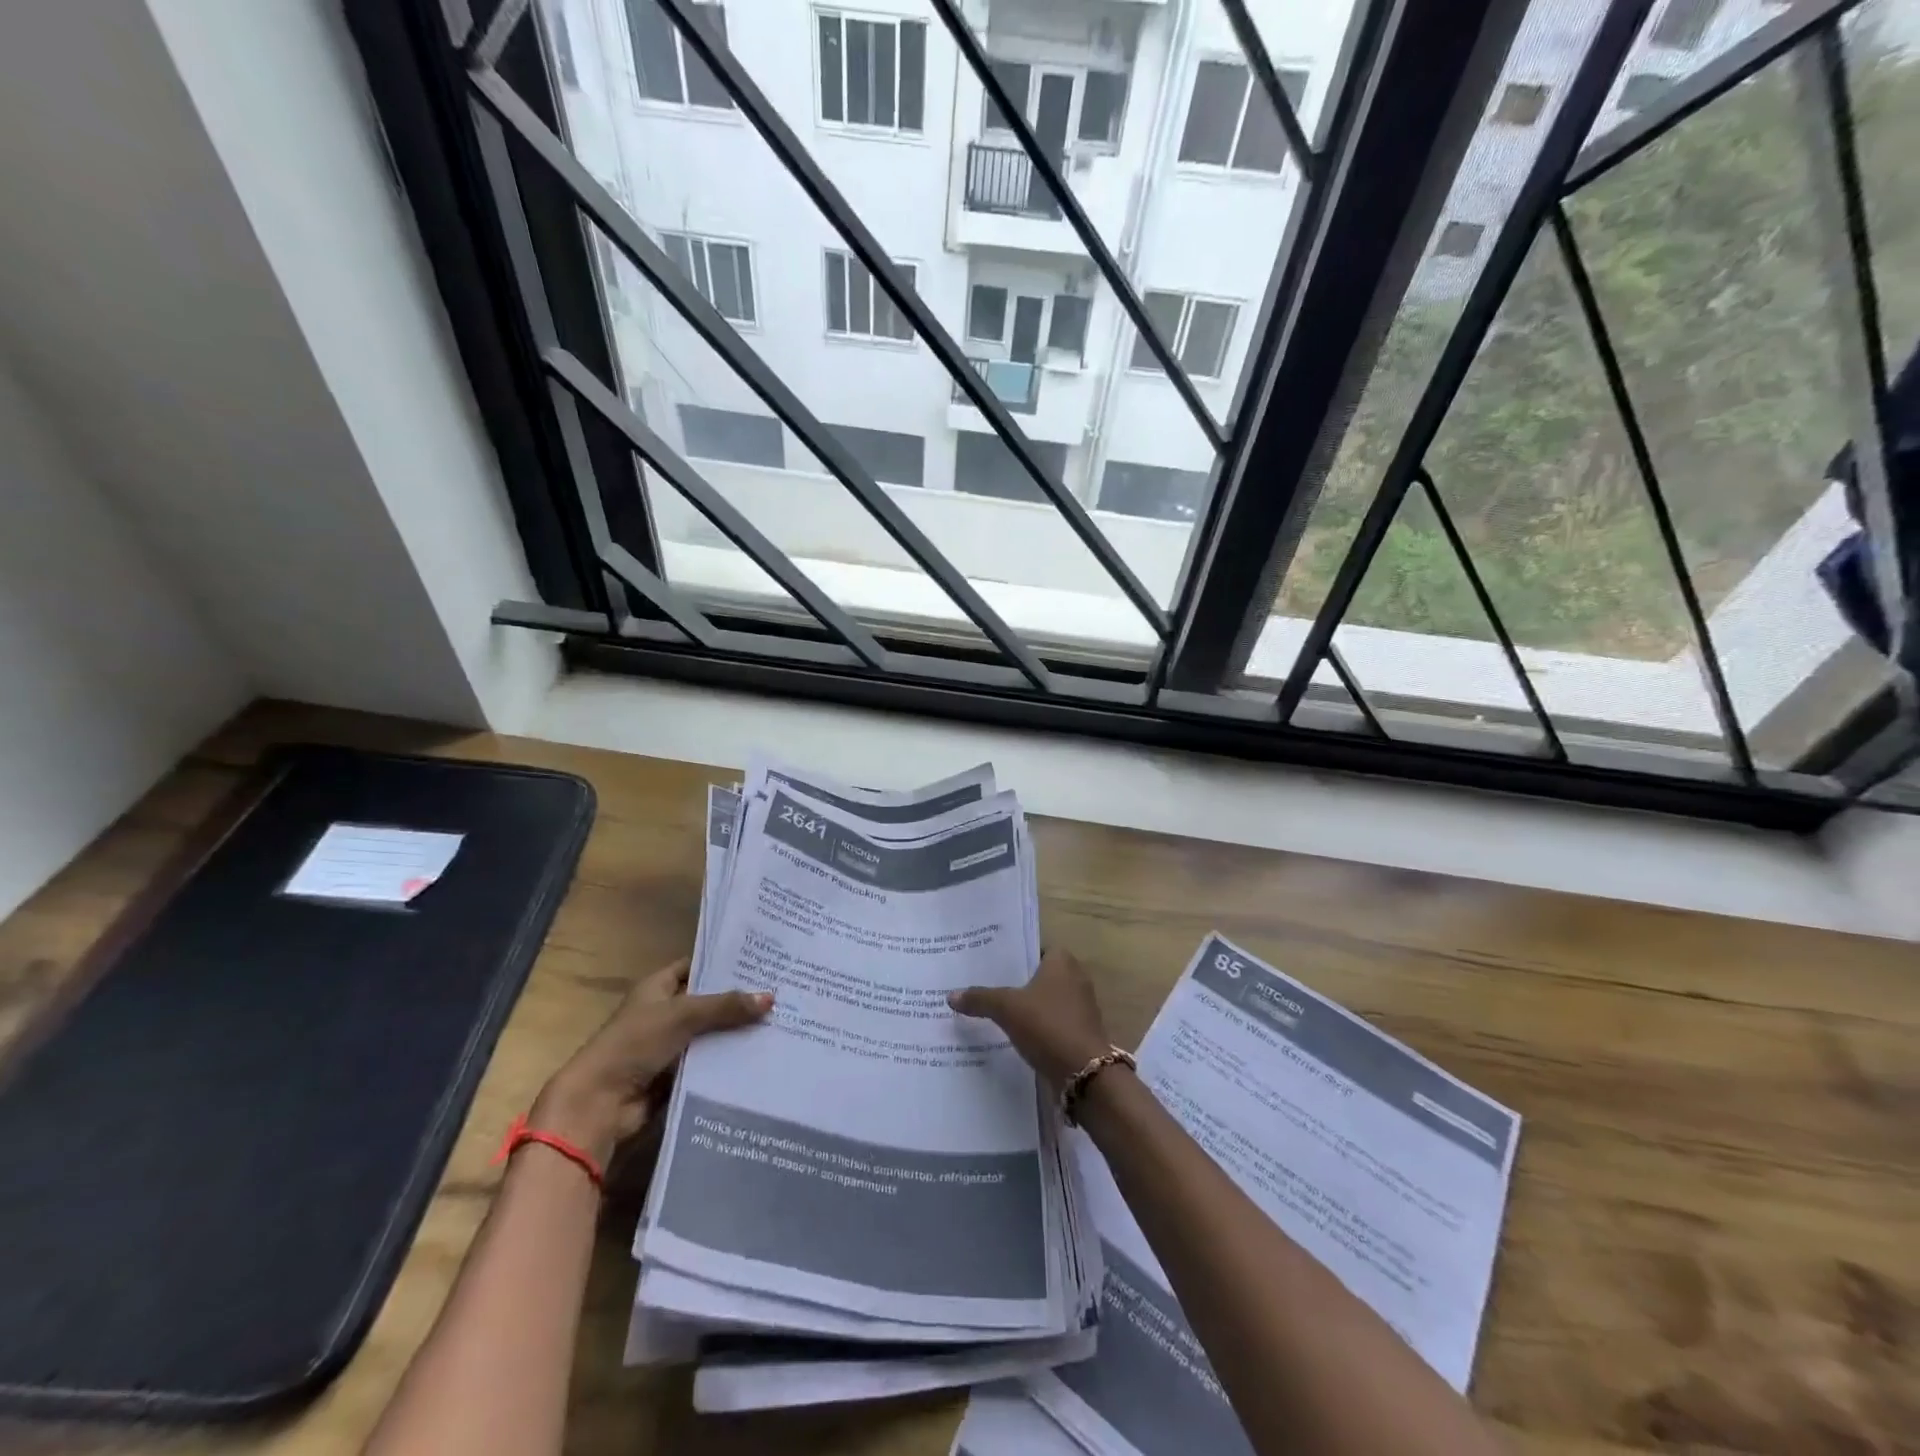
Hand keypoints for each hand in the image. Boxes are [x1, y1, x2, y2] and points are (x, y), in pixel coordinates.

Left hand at [531, 959, 770, 1163]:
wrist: (599, 1105)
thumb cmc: (635, 1044)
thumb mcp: (683, 1015)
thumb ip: (726, 1006)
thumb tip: (770, 998)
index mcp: (657, 987)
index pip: (696, 966)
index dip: (724, 963)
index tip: (761, 960)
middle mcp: (664, 1012)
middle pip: (708, 1001)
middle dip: (739, 1000)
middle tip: (780, 992)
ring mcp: (669, 1045)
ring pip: (711, 1033)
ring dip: (737, 1032)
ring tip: (780, 1022)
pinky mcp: (675, 1076)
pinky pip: (708, 1063)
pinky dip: (729, 1061)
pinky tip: (761, 1056)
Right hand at [949, 949, 1113, 1095]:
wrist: (1084, 1072)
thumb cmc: (1047, 1025)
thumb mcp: (1007, 1008)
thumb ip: (979, 998)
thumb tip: (950, 995)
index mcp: (1062, 961)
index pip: (1033, 948)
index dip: (1012, 955)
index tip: (989, 964)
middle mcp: (1075, 977)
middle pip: (1038, 974)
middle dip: (1016, 981)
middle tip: (985, 985)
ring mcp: (1081, 1005)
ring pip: (1045, 999)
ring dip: (1026, 1006)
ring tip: (994, 1010)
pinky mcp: (1080, 1030)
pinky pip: (1052, 1020)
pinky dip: (1036, 1025)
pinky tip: (1014, 1034)